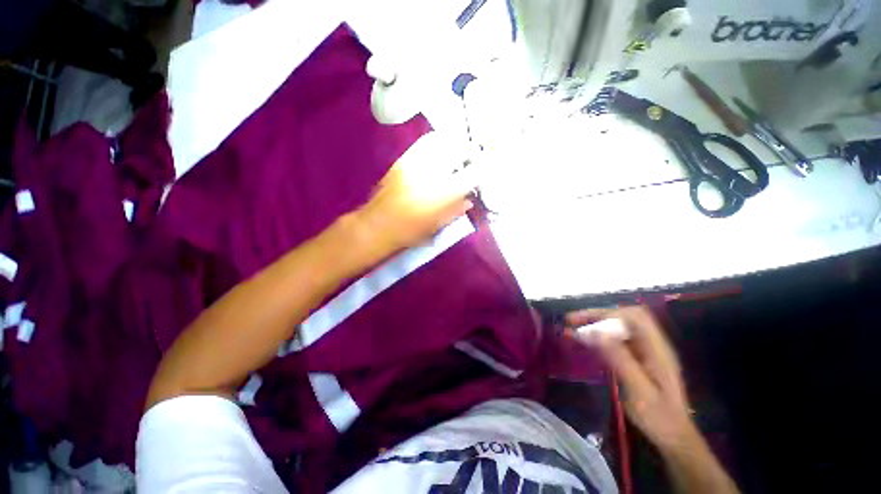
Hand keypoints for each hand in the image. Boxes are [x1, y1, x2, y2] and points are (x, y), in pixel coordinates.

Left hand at [356, 132, 478, 255]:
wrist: (378, 224)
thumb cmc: (410, 231)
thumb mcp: (439, 224)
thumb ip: (457, 209)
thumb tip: (469, 199)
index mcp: (445, 191)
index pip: (475, 172)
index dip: (485, 170)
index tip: (485, 173)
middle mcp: (434, 170)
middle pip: (461, 148)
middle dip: (471, 153)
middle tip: (471, 163)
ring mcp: (418, 160)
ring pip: (445, 139)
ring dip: (456, 145)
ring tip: (457, 156)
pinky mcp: (405, 158)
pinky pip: (427, 142)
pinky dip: (439, 143)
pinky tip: (440, 153)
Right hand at [567, 306, 696, 451]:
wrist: (674, 437)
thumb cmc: (658, 416)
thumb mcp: (638, 389)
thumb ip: (619, 358)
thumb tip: (595, 331)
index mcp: (657, 348)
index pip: (634, 316)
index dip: (608, 313)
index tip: (583, 322)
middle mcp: (652, 344)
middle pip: (623, 318)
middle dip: (596, 316)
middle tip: (570, 321)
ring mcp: (645, 351)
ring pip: (618, 328)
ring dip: (595, 325)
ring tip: (572, 330)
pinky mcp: (638, 359)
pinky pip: (616, 340)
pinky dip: (599, 337)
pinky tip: (586, 343)